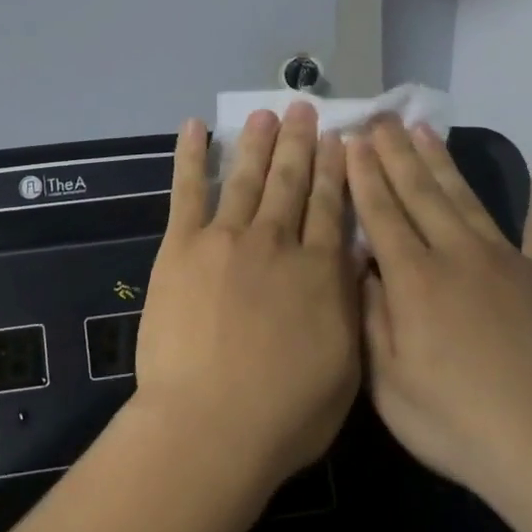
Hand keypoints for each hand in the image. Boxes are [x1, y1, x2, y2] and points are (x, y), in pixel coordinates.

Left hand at [131, 104, 360, 493]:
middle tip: (303, 108)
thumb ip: (347, 306)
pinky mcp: (181, 246)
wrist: (211, 424)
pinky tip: (194, 127)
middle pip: (291, 182)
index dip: (335, 170)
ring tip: (265, 113)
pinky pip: (188, 191)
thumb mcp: (346, 366)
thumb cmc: (285, 414)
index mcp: (319, 271)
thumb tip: (350, 262)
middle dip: (299, 143)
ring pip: (247, 178)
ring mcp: (226, 239)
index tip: (339, 140)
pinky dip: (190, 156)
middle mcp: (277, 243)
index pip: (330, 207)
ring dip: (257, 143)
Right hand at [348, 119, 531, 506]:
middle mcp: (457, 256)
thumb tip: (362, 268)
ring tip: (424, 131)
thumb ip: (370, 318)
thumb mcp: (387, 383)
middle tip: (380, 120)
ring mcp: (509, 263)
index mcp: (414, 280)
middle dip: (395, 154)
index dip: (363, 175)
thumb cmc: (456, 424)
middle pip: (420, 193)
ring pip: (467, 200)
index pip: (381, 213)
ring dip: (443, 163)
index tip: (350, 141)